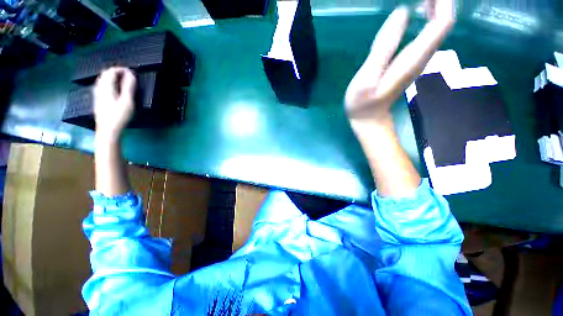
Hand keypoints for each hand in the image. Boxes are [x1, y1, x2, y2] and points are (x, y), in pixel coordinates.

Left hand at [93, 67, 136, 139]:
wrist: (107, 130)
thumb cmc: (119, 116)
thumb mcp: (127, 101)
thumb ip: (129, 87)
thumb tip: (131, 74)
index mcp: (106, 86)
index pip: (111, 71)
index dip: (122, 69)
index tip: (133, 73)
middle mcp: (99, 87)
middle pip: (106, 74)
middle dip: (117, 72)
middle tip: (130, 76)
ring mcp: (98, 93)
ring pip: (103, 79)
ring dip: (114, 77)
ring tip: (125, 81)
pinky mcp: (98, 99)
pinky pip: (103, 85)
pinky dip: (110, 83)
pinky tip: (117, 89)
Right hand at [345, 0, 453, 126]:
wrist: (368, 120)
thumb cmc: (363, 103)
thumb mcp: (368, 78)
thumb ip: (384, 48)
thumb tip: (402, 12)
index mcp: (413, 57)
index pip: (442, 22)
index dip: (441, 1)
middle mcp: (422, 56)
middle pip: (443, 21)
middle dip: (439, 1)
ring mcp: (417, 59)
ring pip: (437, 25)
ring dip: (434, 5)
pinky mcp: (410, 61)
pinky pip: (427, 33)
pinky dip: (426, 17)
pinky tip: (416, 10)